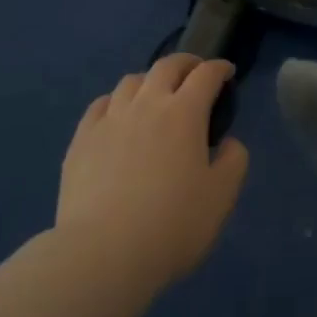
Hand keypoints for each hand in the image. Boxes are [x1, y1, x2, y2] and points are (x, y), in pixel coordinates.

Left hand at [56, 54, 249, 290]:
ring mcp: (110, 119)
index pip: (205, 75)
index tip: (227, 72)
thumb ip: (234, 161)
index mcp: (184, 113)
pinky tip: (117, 115)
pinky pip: (100, 105)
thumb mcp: (221, 197)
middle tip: (195, 73)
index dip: (219, 68)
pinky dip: (116, 101)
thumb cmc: (172, 225)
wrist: (104, 253)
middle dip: (186, 63)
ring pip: (131, 81)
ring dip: (150, 80)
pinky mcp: (82, 139)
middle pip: (166, 66)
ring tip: (155, 95)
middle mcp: (146, 104)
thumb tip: (229, 142)